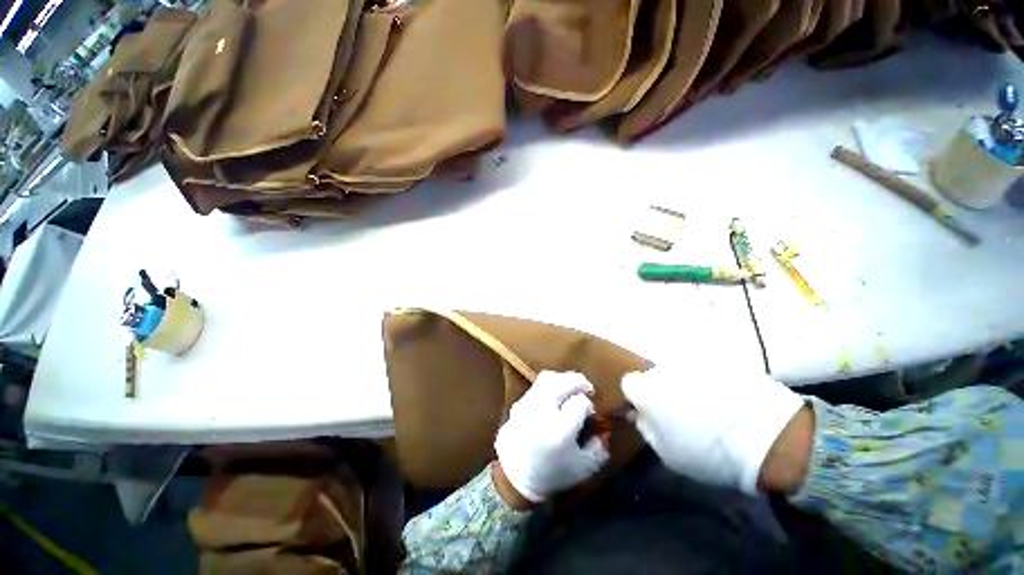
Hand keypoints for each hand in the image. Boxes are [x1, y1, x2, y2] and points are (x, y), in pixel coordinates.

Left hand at [494, 371, 609, 503]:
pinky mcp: (518, 402)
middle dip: (578, 382)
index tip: (590, 414)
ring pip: (548, 378)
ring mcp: (527, 404)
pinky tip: (555, 395)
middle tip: (587, 389)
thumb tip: (603, 428)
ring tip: (571, 387)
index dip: (588, 405)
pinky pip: (536, 385)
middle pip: (562, 382)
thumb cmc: (552, 474)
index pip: (579, 403)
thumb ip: (599, 448)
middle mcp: (542, 412)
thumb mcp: (584, 468)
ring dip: (564, 379)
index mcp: (559, 431)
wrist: (515, 477)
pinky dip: (550, 385)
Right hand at [621, 364, 806, 494]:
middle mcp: (664, 368)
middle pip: (654, 375)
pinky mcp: (718, 358)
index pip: (629, 383)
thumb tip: (638, 413)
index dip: (638, 398)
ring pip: (678, 370)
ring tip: (708, 405)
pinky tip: (726, 397)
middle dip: (662, 390)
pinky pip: (703, 368)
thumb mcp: (669, 454)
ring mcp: (692, 361)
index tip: (652, 412)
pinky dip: (708, 379)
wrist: (770, 438)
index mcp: (647, 390)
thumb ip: (646, 429)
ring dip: (684, 384)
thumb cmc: (710, 454)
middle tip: (683, 412)